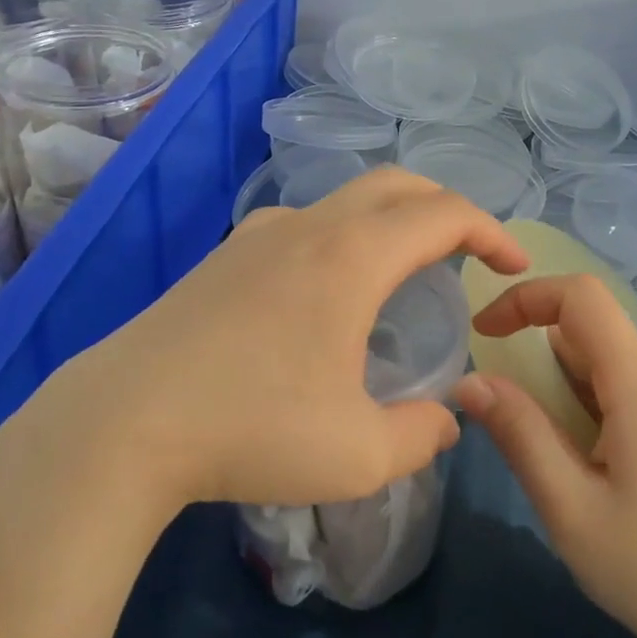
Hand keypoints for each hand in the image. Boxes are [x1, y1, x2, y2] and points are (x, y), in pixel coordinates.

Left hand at [61, 166, 528, 513]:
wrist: (123, 422)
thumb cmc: (252, 430)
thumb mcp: (358, 454)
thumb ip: (421, 435)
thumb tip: (445, 420)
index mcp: (352, 257)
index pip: (443, 213)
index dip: (491, 231)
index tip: (513, 264)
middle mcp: (310, 227)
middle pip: (397, 184)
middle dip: (446, 207)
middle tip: (470, 252)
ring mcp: (260, 233)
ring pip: (347, 199)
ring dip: (391, 218)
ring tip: (406, 271)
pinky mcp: (226, 254)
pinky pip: (306, 223)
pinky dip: (345, 235)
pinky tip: (331, 291)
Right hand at [455, 273, 636, 637]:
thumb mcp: (573, 510)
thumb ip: (520, 435)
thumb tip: (470, 381)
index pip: (581, 296)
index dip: (525, 298)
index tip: (483, 335)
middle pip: (594, 335)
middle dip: (540, 361)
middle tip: (513, 427)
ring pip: (614, 372)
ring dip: (568, 394)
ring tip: (559, 468)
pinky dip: (598, 414)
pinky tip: (601, 482)